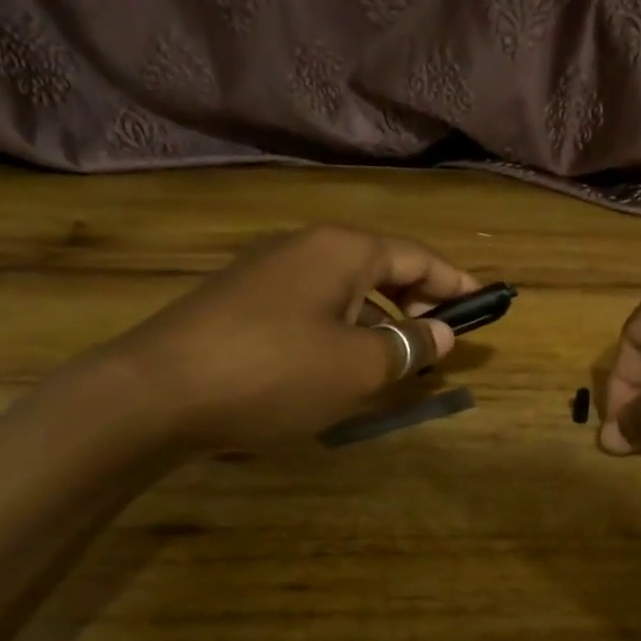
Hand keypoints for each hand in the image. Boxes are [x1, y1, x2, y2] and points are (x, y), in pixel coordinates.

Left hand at [98, 225, 477, 447]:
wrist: (154, 392)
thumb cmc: (275, 371)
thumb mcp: (358, 366)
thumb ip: (409, 346)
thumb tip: (443, 334)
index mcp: (343, 249)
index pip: (417, 257)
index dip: (455, 282)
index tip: (485, 304)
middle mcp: (305, 247)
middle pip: (380, 268)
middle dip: (416, 302)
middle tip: (439, 342)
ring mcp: (265, 272)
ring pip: (343, 290)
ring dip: (376, 320)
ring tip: (392, 360)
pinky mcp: (238, 302)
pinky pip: (309, 307)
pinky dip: (339, 329)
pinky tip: (334, 365)